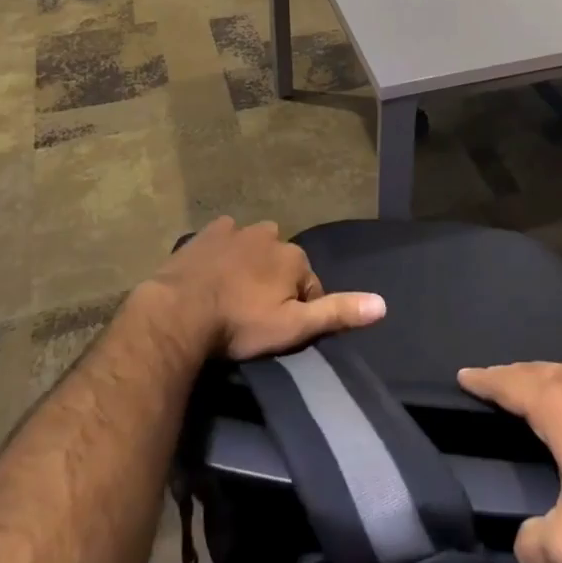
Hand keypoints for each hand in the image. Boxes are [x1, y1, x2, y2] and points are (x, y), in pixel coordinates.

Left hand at [148, 216, 385, 360]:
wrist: (178, 313)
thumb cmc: (240, 324)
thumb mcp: (293, 327)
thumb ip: (337, 312)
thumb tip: (383, 304)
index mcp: (294, 257)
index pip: (310, 285)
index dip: (300, 309)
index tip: (281, 331)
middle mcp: (270, 235)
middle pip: (283, 261)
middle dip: (276, 281)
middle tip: (256, 315)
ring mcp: (236, 231)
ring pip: (255, 245)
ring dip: (251, 263)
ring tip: (234, 294)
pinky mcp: (206, 234)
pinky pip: (223, 237)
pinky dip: (224, 250)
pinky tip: (213, 271)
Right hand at [458, 345, 561, 562]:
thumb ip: (534, 547)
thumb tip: (520, 547)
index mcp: (555, 406)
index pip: (507, 384)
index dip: (482, 380)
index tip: (463, 375)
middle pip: (535, 371)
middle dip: (511, 377)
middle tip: (494, 382)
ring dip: (548, 374)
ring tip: (538, 382)